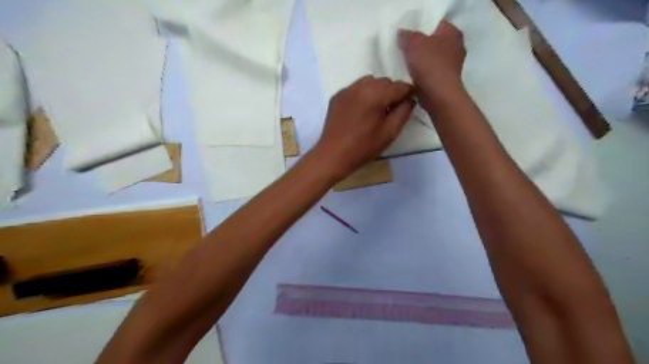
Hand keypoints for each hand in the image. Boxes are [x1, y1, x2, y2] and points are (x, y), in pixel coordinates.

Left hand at [311, 74, 412, 180]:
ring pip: (369, 82)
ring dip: (377, 92)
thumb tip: (410, 99)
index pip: (400, 86)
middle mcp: (361, 86)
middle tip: (391, 112)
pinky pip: (356, 89)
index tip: (407, 106)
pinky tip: (361, 111)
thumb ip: (404, 112)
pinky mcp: (337, 96)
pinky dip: (363, 95)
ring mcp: (346, 90)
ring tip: (375, 110)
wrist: (333, 155)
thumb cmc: (363, 147)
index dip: (408, 95)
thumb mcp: (390, 132)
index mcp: (376, 93)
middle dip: (392, 93)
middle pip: (385, 82)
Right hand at [402, 19, 467, 108]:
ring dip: (421, 62)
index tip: (408, 36)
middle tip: (404, 50)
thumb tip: (401, 33)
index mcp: (452, 33)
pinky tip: (412, 78)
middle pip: (434, 42)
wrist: (438, 95)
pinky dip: (423, 75)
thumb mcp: (414, 44)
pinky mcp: (446, 81)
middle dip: (421, 46)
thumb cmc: (430, 64)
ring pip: (432, 59)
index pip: (437, 24)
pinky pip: (431, 73)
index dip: (422, 28)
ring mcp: (452, 66)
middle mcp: (456, 47)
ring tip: (405, 65)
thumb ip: (407, 36)